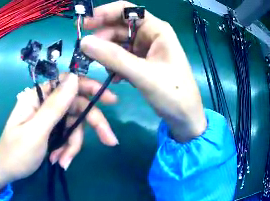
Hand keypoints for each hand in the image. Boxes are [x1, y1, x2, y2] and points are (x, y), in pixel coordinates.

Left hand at [0, 73, 118, 191]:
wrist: (5, 174)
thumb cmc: (16, 153)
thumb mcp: (36, 130)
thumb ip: (56, 105)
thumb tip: (74, 77)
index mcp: (37, 97)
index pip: (67, 83)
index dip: (90, 87)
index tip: (110, 99)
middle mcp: (45, 104)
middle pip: (77, 107)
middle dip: (93, 125)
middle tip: (110, 140)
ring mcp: (51, 118)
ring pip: (76, 125)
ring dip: (73, 145)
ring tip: (62, 161)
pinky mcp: (54, 131)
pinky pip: (70, 136)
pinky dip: (67, 149)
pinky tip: (59, 161)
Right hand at [80, 1, 206, 142]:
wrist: (186, 119)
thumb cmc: (174, 94)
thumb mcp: (144, 75)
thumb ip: (114, 57)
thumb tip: (83, 42)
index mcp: (156, 30)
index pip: (126, 10)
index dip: (103, 13)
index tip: (84, 25)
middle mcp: (150, 35)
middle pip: (119, 27)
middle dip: (103, 39)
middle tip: (87, 53)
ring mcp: (147, 49)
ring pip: (119, 43)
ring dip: (108, 54)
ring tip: (103, 69)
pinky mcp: (144, 62)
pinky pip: (123, 57)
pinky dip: (115, 65)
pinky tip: (114, 77)